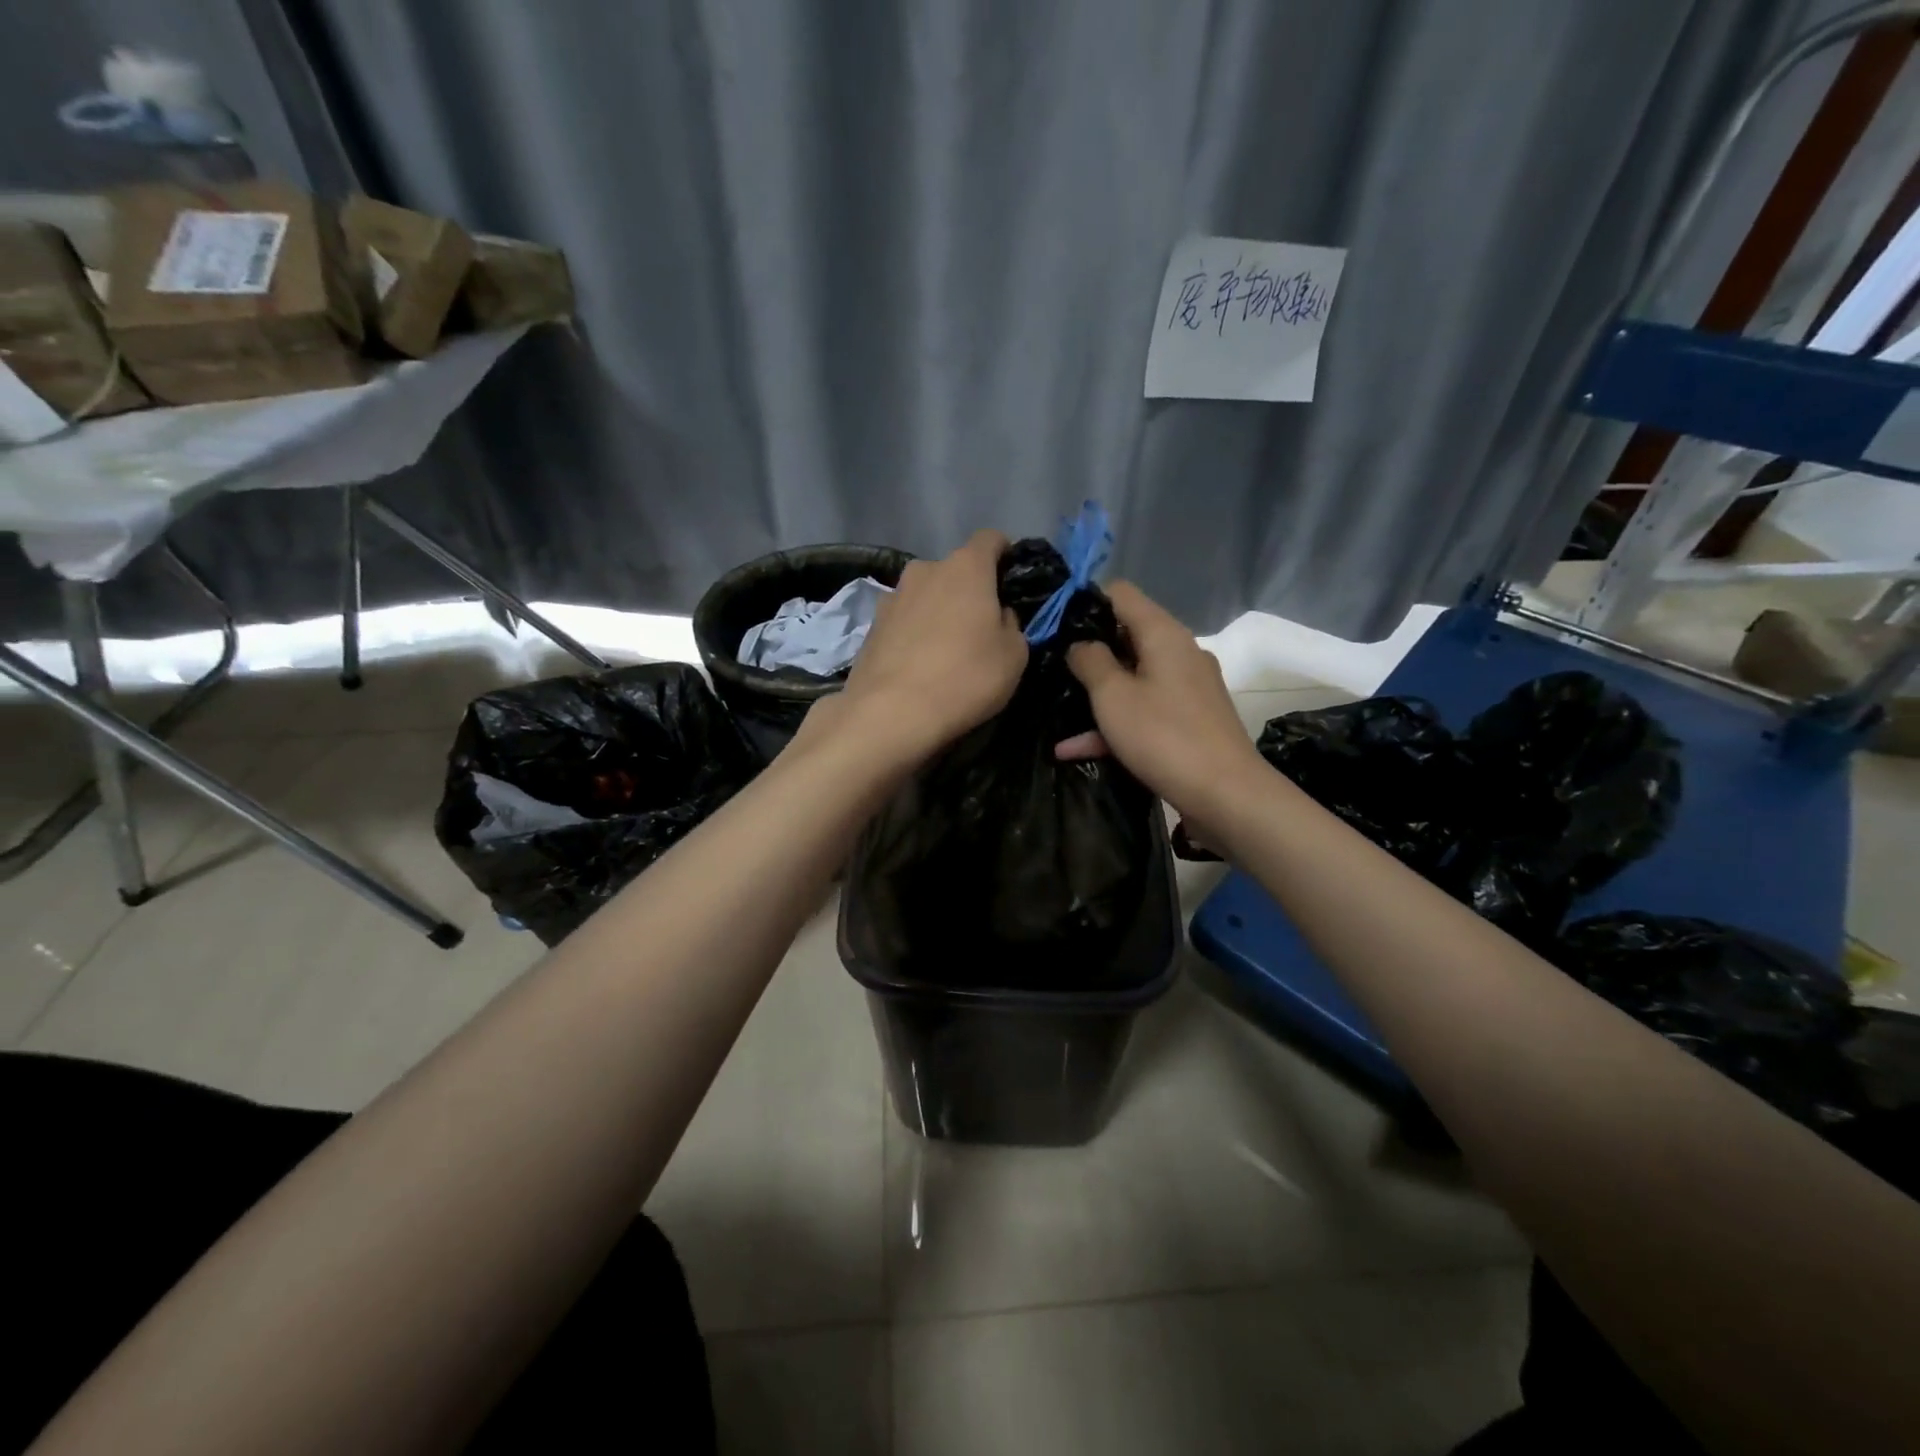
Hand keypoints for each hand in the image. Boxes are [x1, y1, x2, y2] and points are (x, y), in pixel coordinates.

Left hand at [837, 530, 1027, 761]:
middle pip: (954, 570)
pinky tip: (919, 664)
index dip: (1005, 554)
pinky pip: (903, 621)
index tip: (1011, 579)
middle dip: (969, 590)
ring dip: (938, 611)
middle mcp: (925, 570)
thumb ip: (1011, 624)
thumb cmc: (965, 677)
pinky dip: (914, 634)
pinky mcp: (871, 627)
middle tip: (980, 625)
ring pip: (925, 595)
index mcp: (965, 567)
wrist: (891, 713)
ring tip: (946, 648)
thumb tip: (997, 615)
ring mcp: (892, 597)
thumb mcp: (1014, 655)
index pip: (990, 539)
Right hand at [1063, 581, 1267, 820]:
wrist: (1227, 795)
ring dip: (1097, 693)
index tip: (1054, 624)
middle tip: (1051, 667)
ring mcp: (1188, 688)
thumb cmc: (1164, 737)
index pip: (1121, 593)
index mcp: (1164, 635)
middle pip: (1127, 635)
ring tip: (1057, 707)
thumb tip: (1081, 644)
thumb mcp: (1113, 696)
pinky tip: (1074, 749)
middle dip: (1088, 650)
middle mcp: (1180, 653)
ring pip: (1133, 678)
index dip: (1085, 601)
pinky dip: (1115, 723)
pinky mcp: (1190, 720)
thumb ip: (1090, 661)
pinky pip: (1145, 710)